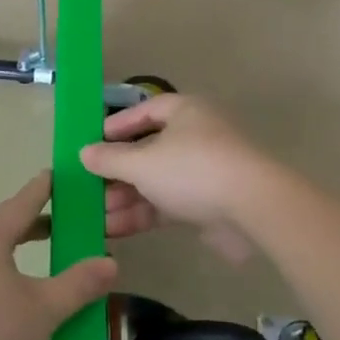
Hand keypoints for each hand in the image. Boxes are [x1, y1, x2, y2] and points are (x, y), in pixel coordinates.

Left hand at [0, 171, 116, 339]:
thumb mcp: (43, 308)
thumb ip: (79, 285)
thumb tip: (111, 262)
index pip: (22, 203)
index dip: (43, 188)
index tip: (58, 173)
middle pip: (9, 234)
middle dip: (39, 231)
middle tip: (69, 228)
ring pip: (1, 273)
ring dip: (30, 277)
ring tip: (60, 285)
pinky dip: (17, 316)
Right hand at [81, 95, 269, 262]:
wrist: (254, 210)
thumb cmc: (193, 170)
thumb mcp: (142, 162)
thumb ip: (110, 159)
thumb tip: (84, 153)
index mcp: (185, 112)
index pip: (147, 110)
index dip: (119, 124)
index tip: (93, 141)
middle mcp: (196, 137)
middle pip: (148, 150)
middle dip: (117, 171)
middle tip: (87, 187)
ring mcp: (204, 172)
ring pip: (156, 181)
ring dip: (125, 197)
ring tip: (93, 215)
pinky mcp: (209, 205)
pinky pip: (168, 204)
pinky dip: (142, 214)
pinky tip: (113, 229)